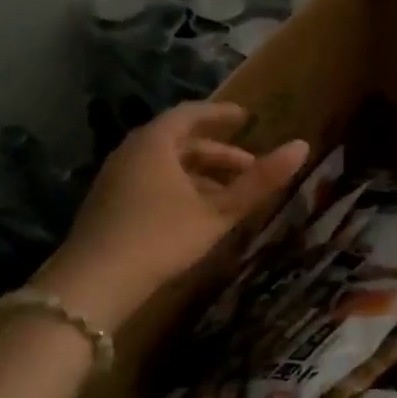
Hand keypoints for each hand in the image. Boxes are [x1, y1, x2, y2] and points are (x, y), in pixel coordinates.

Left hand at [36, 102, 308, 320]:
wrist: (94, 282)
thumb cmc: (161, 237)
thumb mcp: (218, 212)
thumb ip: (260, 182)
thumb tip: (302, 146)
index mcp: (155, 143)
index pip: (191, 114)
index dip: (221, 115)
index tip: (247, 118)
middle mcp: (131, 152)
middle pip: (179, 142)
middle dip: (217, 153)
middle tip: (249, 166)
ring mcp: (116, 179)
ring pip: (165, 166)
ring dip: (200, 174)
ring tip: (229, 195)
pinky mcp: (109, 205)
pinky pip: (151, 182)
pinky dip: (179, 188)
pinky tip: (196, 214)